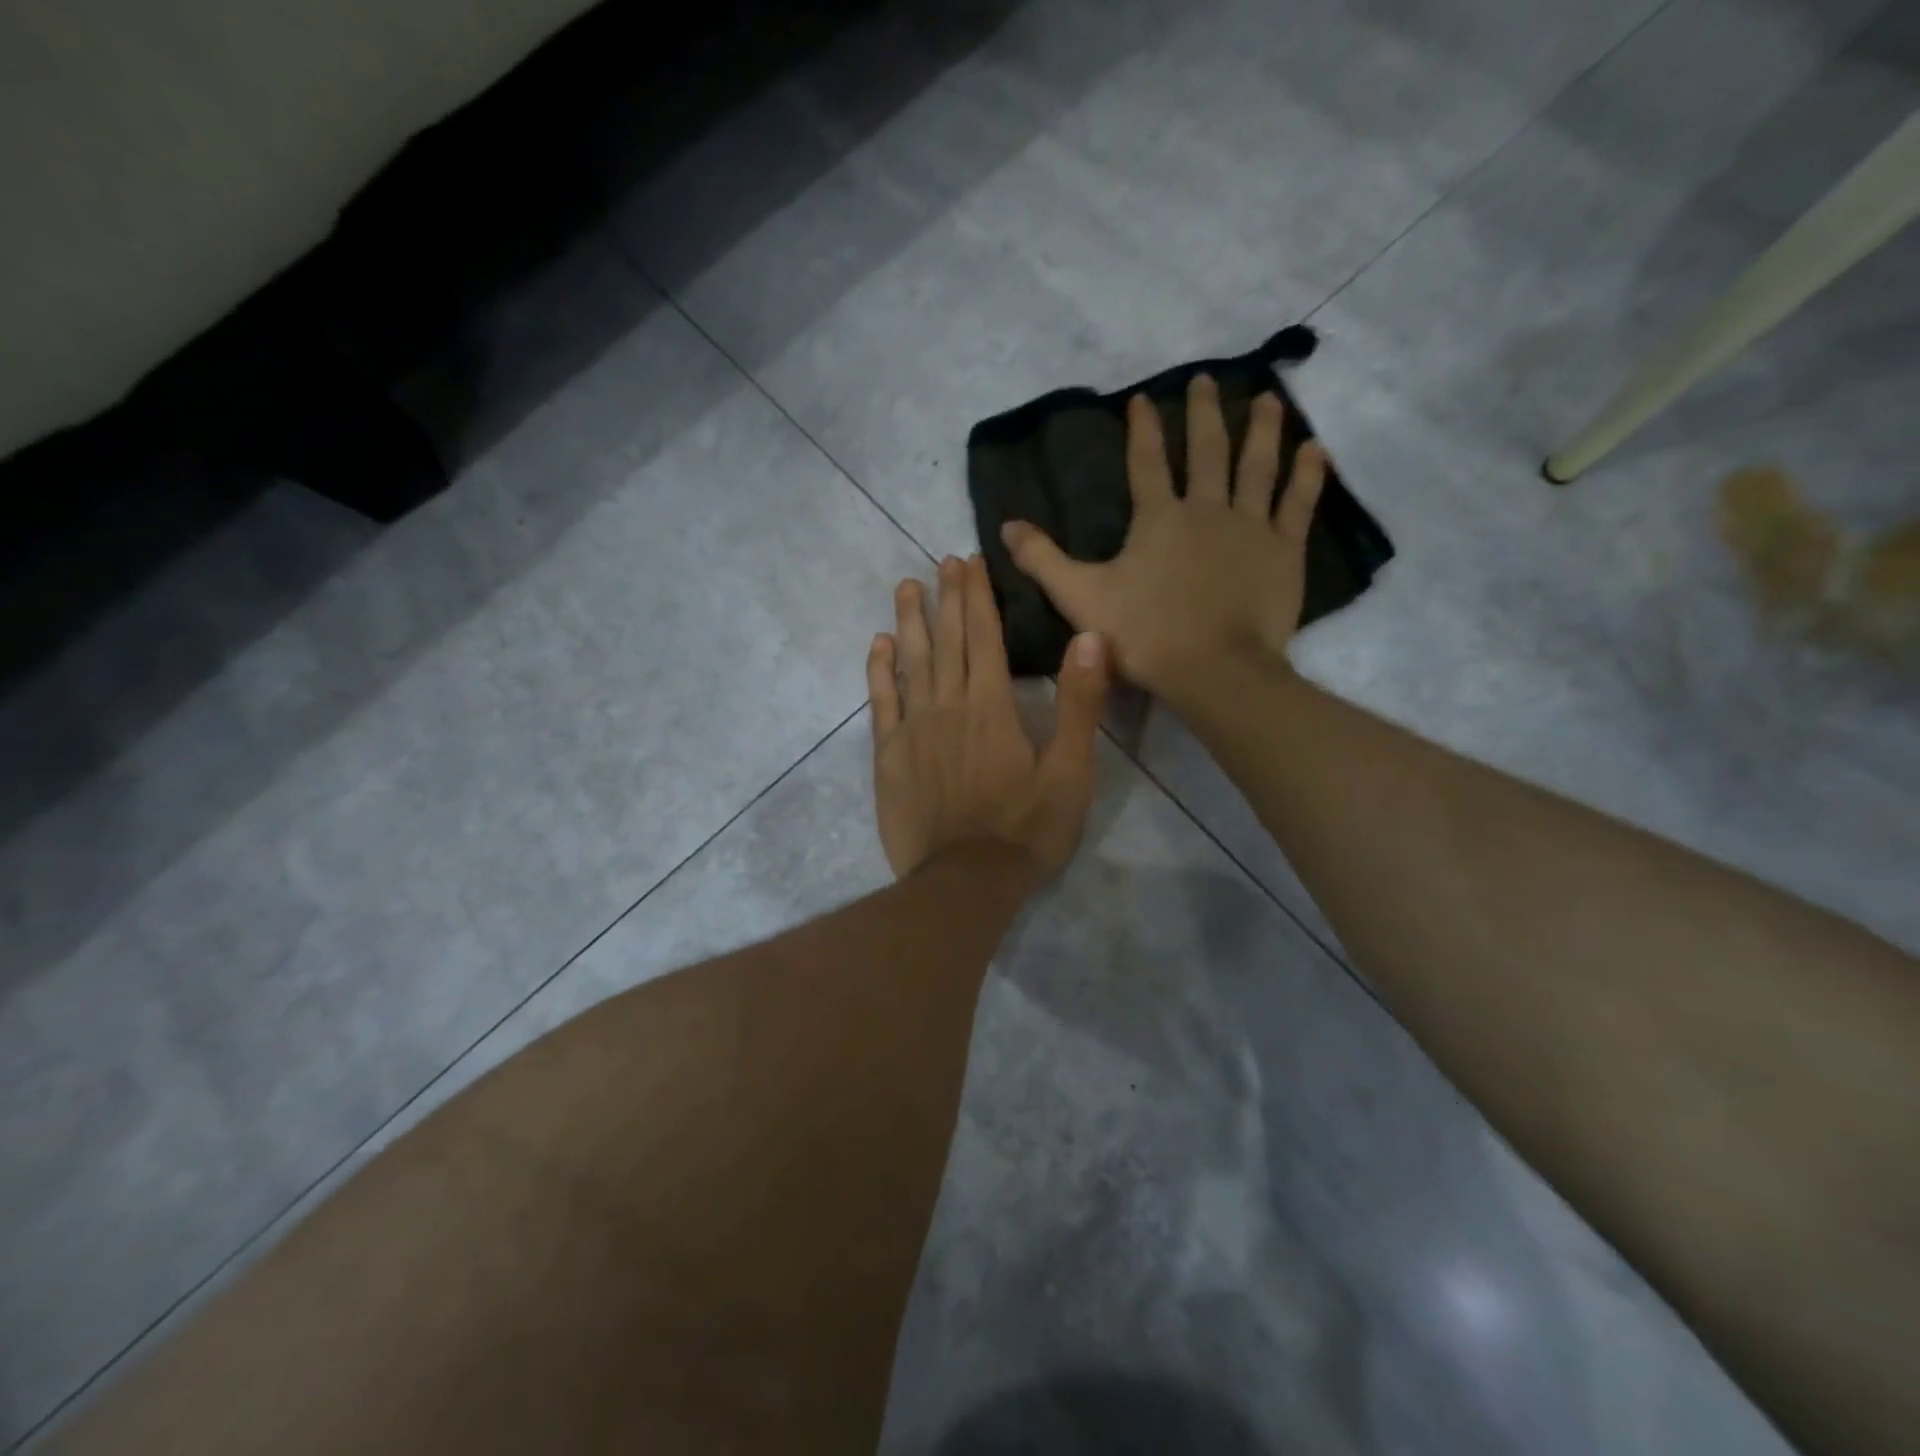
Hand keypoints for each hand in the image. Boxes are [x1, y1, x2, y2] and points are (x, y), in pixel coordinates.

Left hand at [869, 555, 1108, 880]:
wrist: (965, 881)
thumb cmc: (1026, 828)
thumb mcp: (1071, 771)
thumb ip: (1080, 703)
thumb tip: (1089, 637)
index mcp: (992, 706)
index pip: (984, 637)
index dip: (977, 597)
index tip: (969, 562)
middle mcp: (949, 705)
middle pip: (946, 640)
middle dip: (945, 598)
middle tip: (940, 562)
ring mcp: (913, 729)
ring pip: (909, 662)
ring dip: (908, 622)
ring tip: (906, 586)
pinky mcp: (889, 755)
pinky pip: (881, 702)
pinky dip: (878, 671)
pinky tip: (877, 645)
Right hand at [999, 375, 1326, 699]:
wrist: (1213, 670)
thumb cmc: (1144, 635)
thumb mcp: (1080, 598)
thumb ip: (1043, 561)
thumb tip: (1005, 526)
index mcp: (1157, 519)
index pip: (1145, 463)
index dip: (1143, 428)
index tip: (1143, 397)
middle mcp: (1205, 509)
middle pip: (1206, 451)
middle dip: (1203, 413)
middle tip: (1206, 379)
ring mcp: (1250, 527)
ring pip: (1258, 466)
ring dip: (1261, 429)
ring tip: (1266, 398)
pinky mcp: (1284, 550)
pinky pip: (1298, 503)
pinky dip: (1308, 475)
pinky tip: (1315, 449)